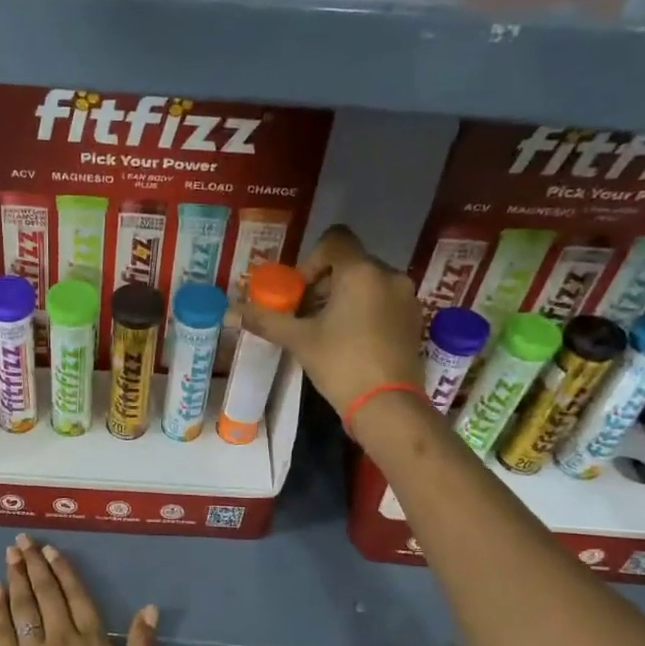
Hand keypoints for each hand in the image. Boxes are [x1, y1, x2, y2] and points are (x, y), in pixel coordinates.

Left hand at [0, 535, 156, 645]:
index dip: (63, 571)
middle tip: (22, 541)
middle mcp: (61, 638)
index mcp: (93, 641)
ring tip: (10, 555)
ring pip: (23, 606)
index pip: (76, 597)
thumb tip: (149, 608)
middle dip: (34, 565)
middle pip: (46, 594)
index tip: (50, 550)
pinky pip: (3, 632)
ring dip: (16, 578)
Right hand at [240, 225, 427, 412]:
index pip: (335, 240)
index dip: (311, 261)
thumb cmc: (341, 364)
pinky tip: (349, 341)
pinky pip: (383, 301)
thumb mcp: (299, 340)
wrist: (387, 405)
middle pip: (350, 263)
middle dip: (324, 284)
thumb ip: (266, 320)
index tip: (299, 292)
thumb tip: (231, 311)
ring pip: (367, 283)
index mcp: (361, 272)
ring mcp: (405, 298)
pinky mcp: (413, 320)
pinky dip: (363, 311)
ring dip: (342, 298)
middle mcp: (389, 276)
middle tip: (305, 315)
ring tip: (325, 331)